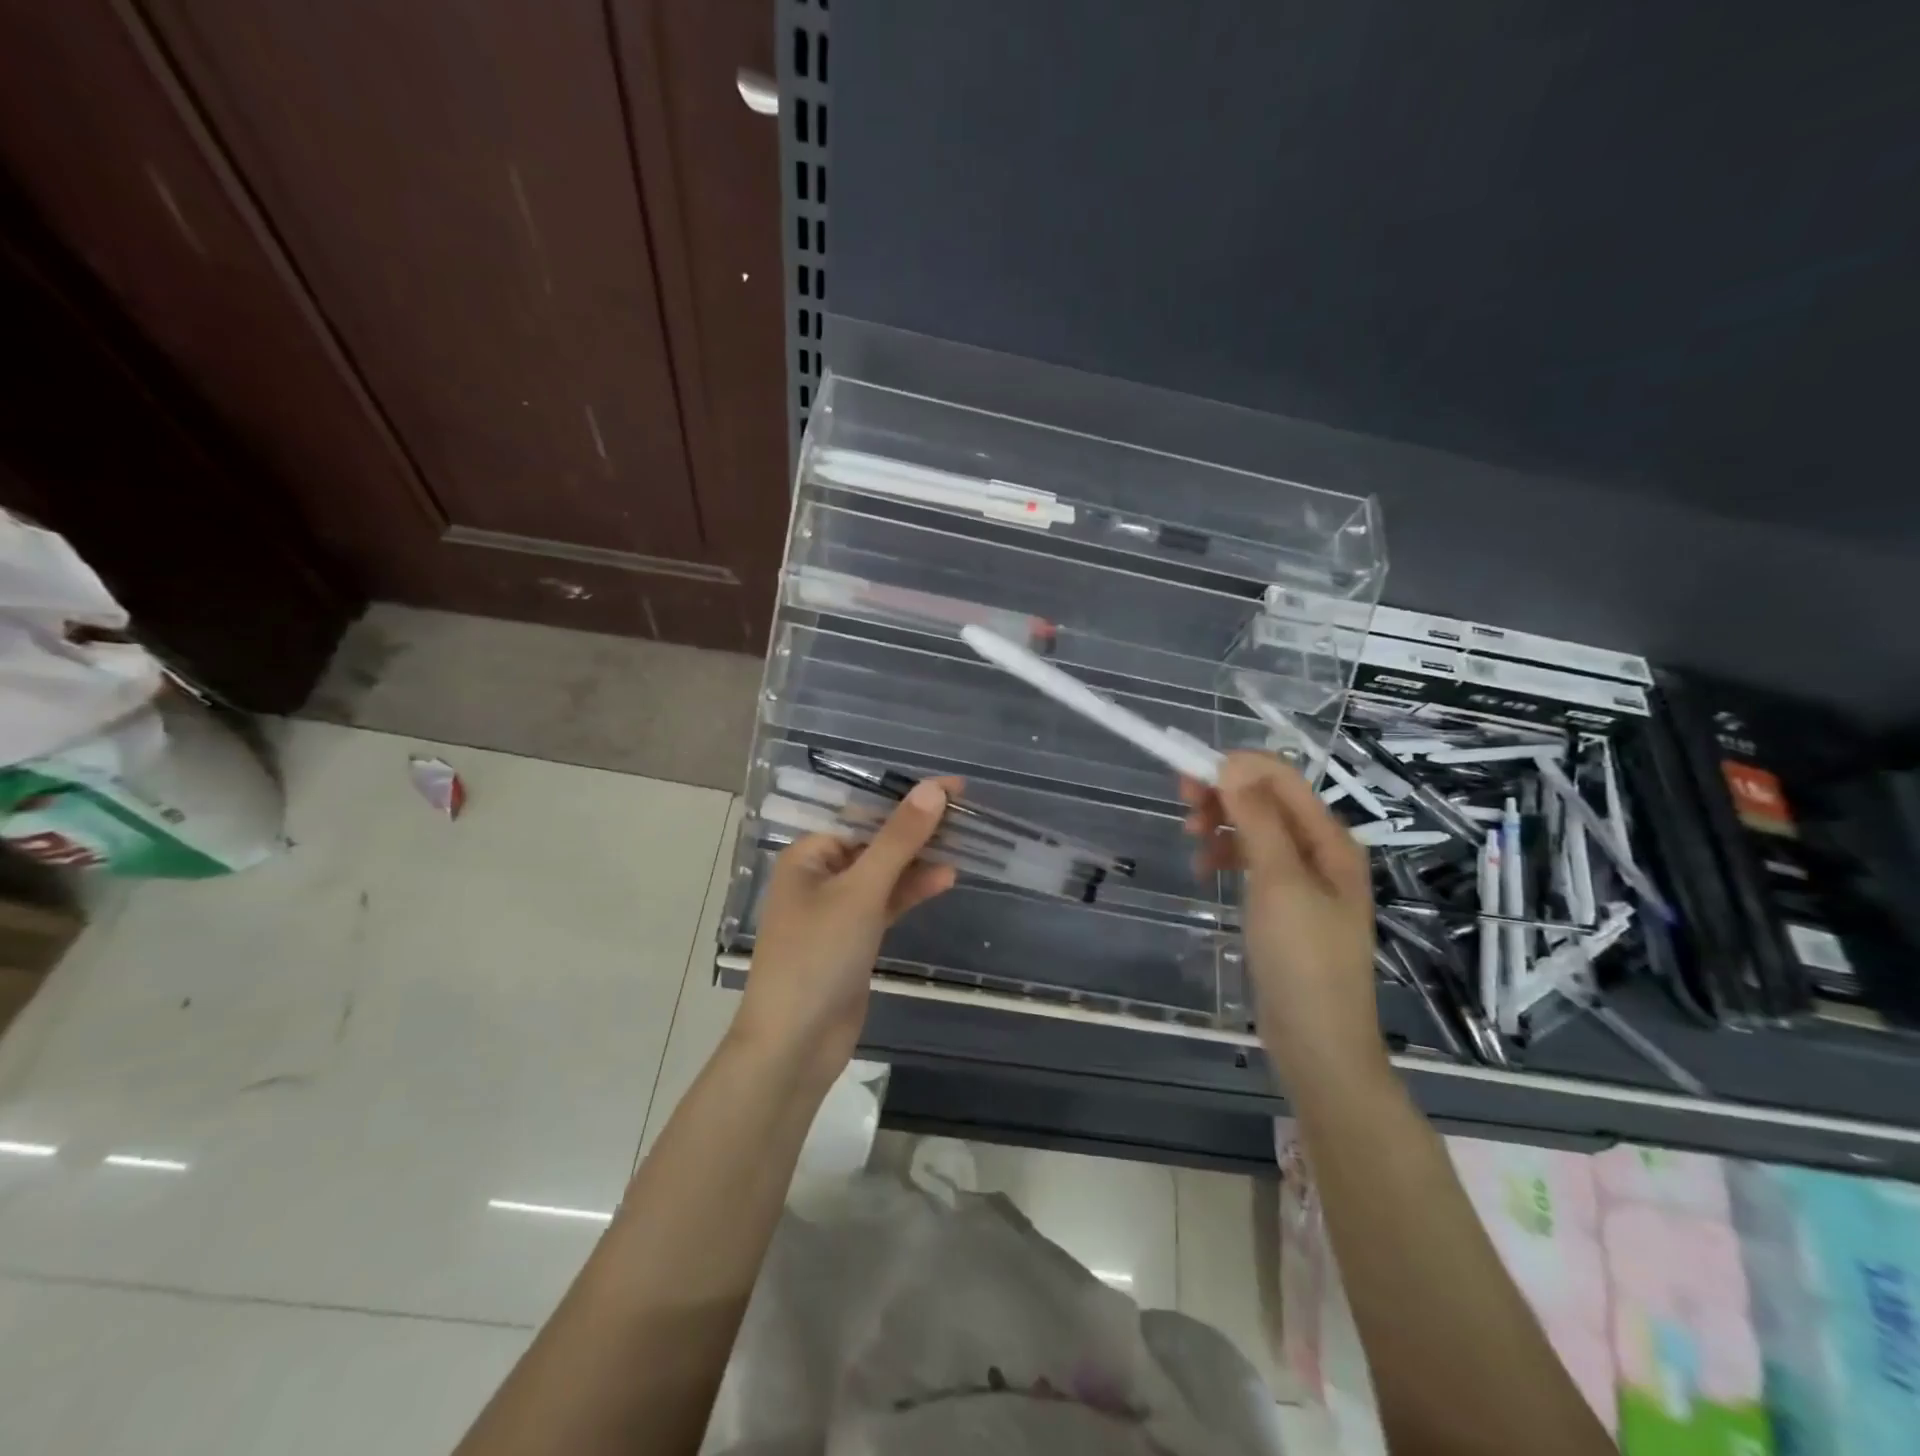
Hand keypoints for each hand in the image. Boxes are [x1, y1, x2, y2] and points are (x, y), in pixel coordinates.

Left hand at [731, 778, 960, 1089]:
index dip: (908, 799)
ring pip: (884, 873)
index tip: (953, 788)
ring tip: (964, 845)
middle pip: (876, 842)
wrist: (795, 1044)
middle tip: (966, 813)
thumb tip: (933, 789)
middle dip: (918, 829)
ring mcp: (837, 909)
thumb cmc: (818, 956)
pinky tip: (945, 879)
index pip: (864, 814)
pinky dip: (911, 891)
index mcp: (808, 855)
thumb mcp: (861, 891)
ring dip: (919, 861)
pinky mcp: (853, 938)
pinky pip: (886, 903)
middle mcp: (819, 875)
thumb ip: (898, 840)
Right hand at [1182, 752, 1380, 1068]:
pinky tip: (1206, 871)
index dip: (1236, 769)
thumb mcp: (1279, 883)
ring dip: (1222, 826)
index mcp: (1330, 840)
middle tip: (1182, 806)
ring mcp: (1303, 880)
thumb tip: (1233, 764)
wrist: (1318, 1043)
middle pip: (1267, 801)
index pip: (1282, 780)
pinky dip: (1226, 856)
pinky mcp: (1284, 905)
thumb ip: (1258, 820)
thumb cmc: (1303, 959)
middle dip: (1225, 796)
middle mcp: (1320, 852)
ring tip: (1191, 843)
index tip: (1189, 778)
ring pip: (1256, 830)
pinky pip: (1252, 861)